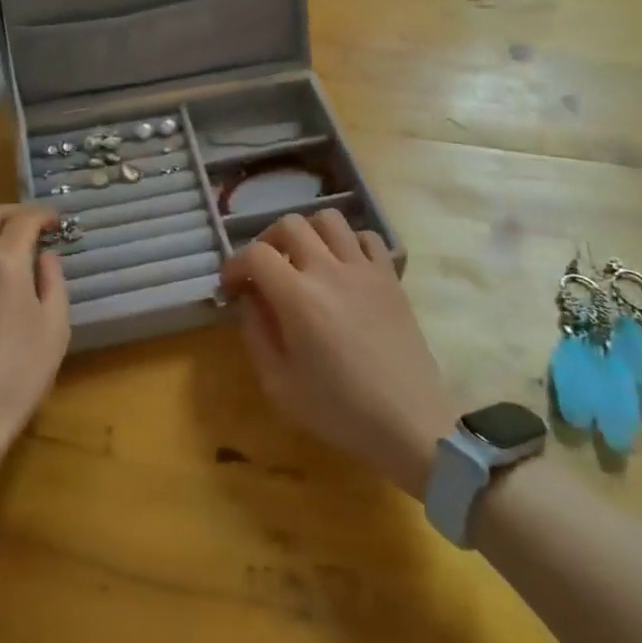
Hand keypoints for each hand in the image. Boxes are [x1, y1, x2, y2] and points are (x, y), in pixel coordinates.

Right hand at [222, 211, 457, 497]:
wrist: (410, 423)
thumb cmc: (338, 410)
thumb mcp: (278, 383)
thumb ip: (255, 332)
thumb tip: (249, 298)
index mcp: (298, 297)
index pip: (255, 254)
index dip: (234, 265)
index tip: (231, 287)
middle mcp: (330, 270)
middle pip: (290, 224)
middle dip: (267, 242)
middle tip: (264, 271)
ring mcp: (365, 269)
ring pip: (329, 219)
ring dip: (308, 233)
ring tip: (303, 261)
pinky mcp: (390, 277)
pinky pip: (367, 237)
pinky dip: (348, 243)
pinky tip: (342, 268)